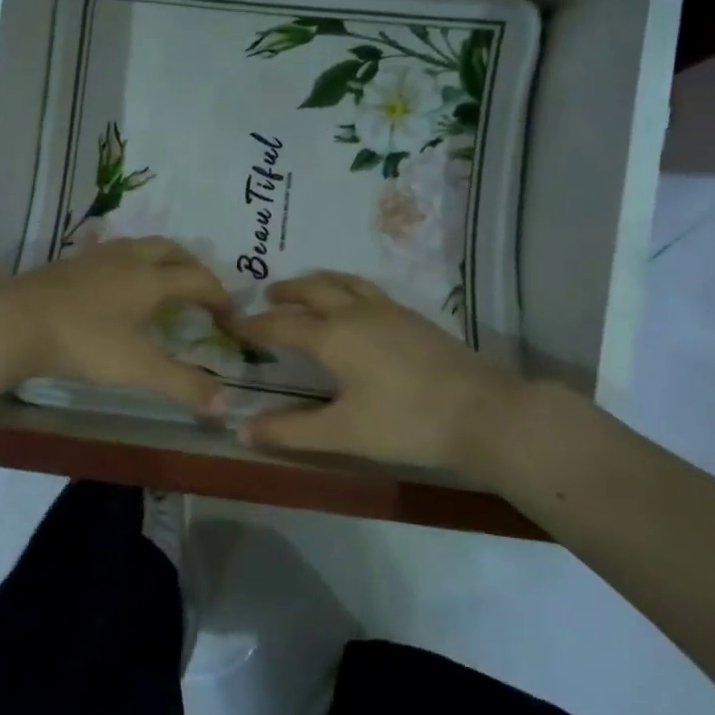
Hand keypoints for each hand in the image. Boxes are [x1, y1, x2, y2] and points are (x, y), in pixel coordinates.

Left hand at [0, 238, 236, 412]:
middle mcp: (127, 259)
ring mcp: (94, 258)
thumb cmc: (84, 342)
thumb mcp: (138, 368)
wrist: (13, 322)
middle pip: (171, 250)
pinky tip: (113, 285)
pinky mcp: (68, 264)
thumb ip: (183, 384)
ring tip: (160, 284)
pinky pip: (109, 254)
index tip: (229, 314)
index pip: (198, 278)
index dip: (219, 295)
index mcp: (151, 279)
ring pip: (138, 246)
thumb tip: (226, 404)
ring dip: (158, 260)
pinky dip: (126, 265)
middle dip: (192, 266)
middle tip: (200, 290)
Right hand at [232, 272, 529, 473]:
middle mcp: (357, 313)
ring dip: (318, 282)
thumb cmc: (405, 423)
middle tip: (267, 295)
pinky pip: (368, 290)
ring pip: (345, 282)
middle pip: (314, 289)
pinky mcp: (415, 318)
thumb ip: (290, 431)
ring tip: (307, 289)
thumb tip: (242, 431)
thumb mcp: (341, 432)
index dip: (254, 325)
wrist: (483, 412)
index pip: (282, 324)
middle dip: (286, 291)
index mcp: (333, 336)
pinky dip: (347, 288)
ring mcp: (390, 311)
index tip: (231, 324)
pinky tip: (356, 307)